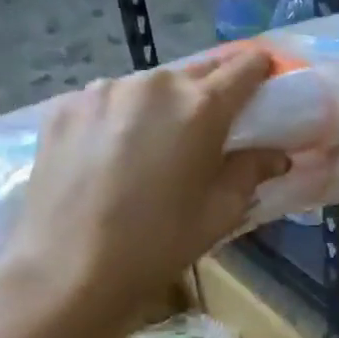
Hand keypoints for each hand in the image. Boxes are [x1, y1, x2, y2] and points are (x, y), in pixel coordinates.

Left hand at [2, 51, 288, 310]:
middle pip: (194, 72)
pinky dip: (117, 119)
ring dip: (159, 107)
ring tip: (152, 147)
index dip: (259, 71)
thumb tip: (275, 155)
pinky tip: (108, 157)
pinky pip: (105, 103)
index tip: (264, 84)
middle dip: (210, 92)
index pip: (244, 67)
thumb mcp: (217, 215)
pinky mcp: (63, 107)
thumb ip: (250, 173)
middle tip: (210, 126)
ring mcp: (101, 90)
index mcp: (200, 107)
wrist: (65, 270)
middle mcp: (152, 84)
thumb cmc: (156, 246)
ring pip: (146, 88)